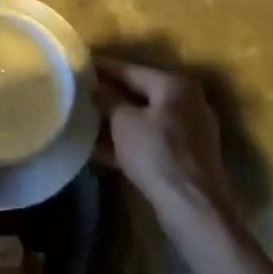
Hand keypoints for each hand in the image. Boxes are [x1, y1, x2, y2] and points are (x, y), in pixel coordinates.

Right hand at [95, 58, 234, 221]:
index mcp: (175, 86)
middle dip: (109, 96)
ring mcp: (191, 131)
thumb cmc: (156, 154)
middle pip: (140, 93)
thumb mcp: (123, 122)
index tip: (78, 64)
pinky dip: (129, 142)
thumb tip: (96, 86)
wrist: (193, 209)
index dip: (102, 67)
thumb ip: (108, 98)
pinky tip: (100, 150)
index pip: (130, 69)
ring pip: (145, 119)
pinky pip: (151, 140)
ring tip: (85, 120)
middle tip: (79, 93)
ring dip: (117, 121)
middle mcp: (188, 102)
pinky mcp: (187, 157)